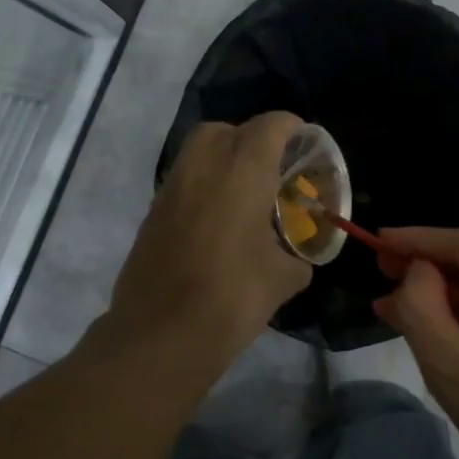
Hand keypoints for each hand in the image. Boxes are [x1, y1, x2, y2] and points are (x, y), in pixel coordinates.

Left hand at [99, 112, 312, 365]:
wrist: (160, 334)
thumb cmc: (232, 296)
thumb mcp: (284, 279)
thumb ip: (297, 257)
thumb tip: (297, 260)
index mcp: (243, 167)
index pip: (273, 125)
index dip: (294, 131)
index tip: (307, 151)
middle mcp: (203, 163)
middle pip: (228, 130)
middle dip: (252, 142)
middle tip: (272, 174)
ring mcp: (172, 186)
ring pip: (200, 153)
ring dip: (224, 164)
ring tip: (246, 200)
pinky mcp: (152, 211)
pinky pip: (184, 183)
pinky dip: (203, 189)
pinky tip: (218, 225)